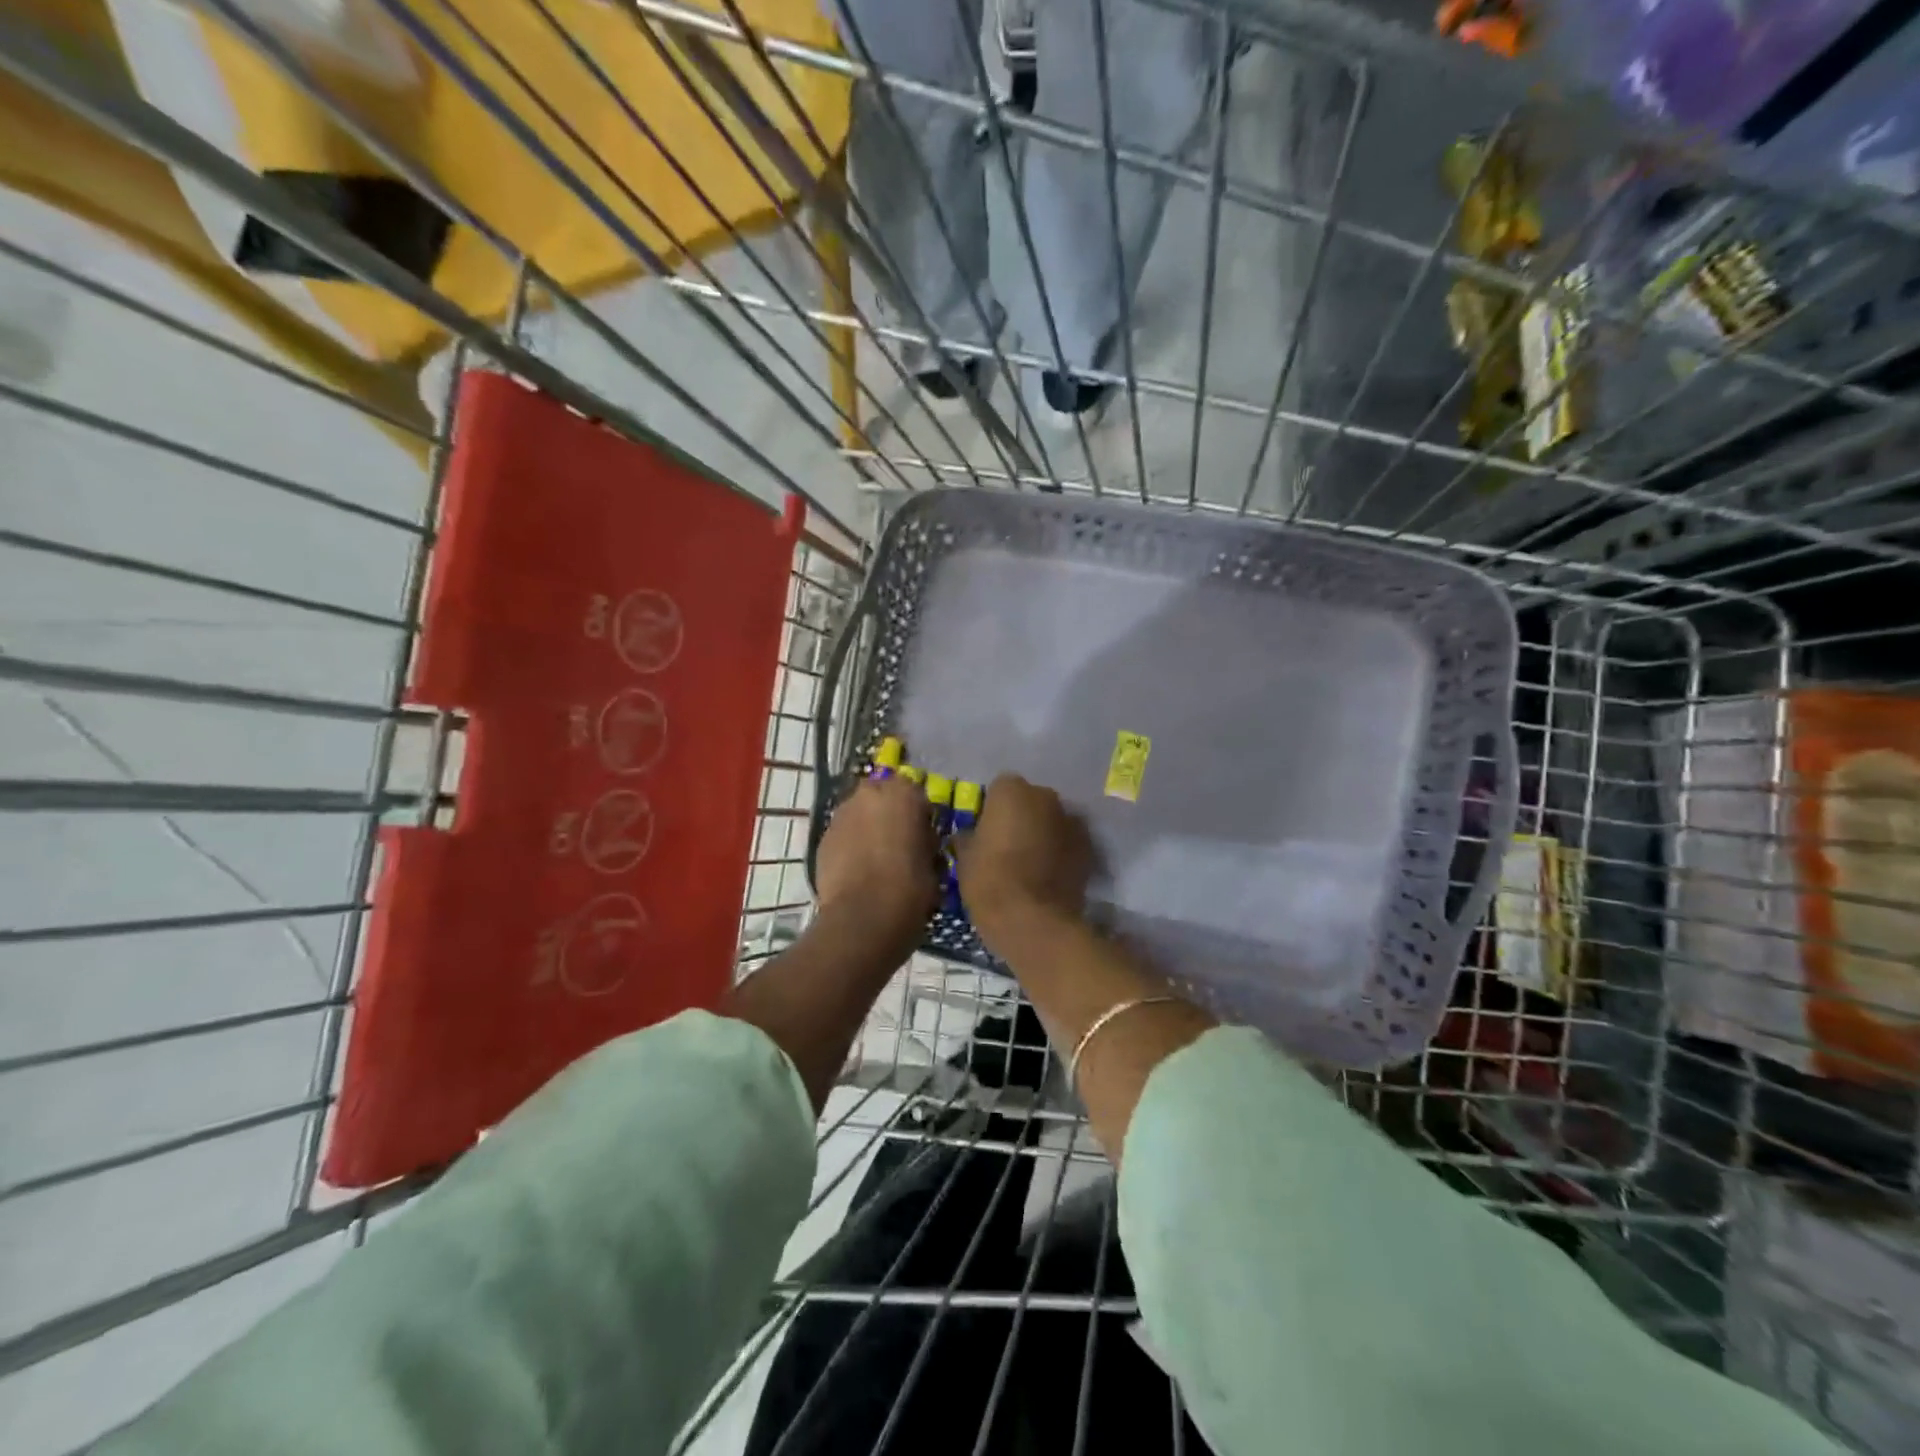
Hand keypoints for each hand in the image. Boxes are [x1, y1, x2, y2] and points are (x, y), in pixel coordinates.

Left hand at [814, 776, 938, 960]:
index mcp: (903, 793)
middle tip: (899, 844)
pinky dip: (850, 846)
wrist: (863, 918)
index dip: (920, 815)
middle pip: (882, 797)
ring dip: (868, 829)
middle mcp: (869, 794)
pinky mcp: (822, 838)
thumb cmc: (910, 888)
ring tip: (876, 860)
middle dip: (889, 815)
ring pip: (859, 814)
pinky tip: (858, 871)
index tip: (924, 837)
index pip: (916, 793)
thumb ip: (926, 841)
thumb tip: (921, 840)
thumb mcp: (935, 862)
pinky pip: (843, 835)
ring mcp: (841, 815)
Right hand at [955, 774, 1091, 950]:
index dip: (991, 810)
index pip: (998, 789)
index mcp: (1011, 790)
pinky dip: (1061, 852)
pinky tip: (1049, 875)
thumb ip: (968, 838)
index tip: (986, 832)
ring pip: (1052, 820)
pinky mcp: (1088, 847)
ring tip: (1030, 862)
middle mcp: (1045, 796)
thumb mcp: (965, 859)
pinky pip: (1068, 842)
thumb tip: (968, 836)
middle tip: (1007, 845)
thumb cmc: (990, 881)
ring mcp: (1071, 820)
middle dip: (1021, 817)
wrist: (1033, 920)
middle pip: (1030, 801)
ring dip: (1043, 833)